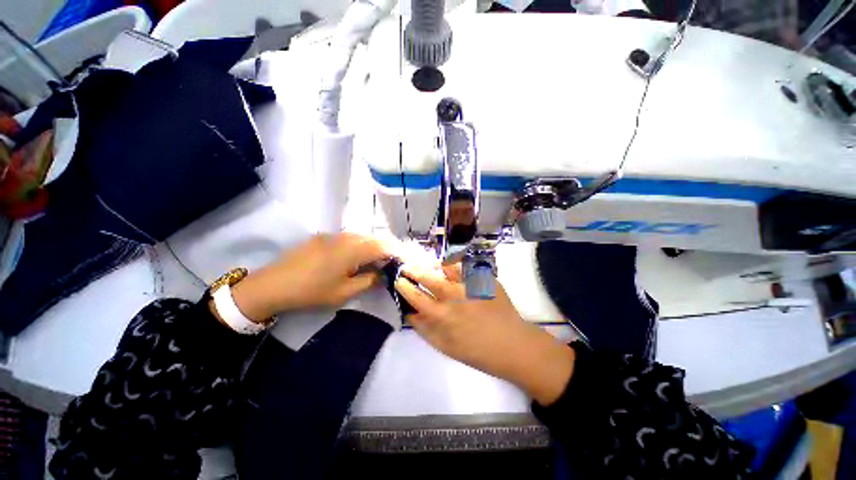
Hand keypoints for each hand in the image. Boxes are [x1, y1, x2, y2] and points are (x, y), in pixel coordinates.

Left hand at [229, 233, 392, 320]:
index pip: (384, 246)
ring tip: (378, 261)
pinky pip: (349, 238)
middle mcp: (347, 237)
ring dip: (373, 247)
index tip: (405, 261)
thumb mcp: (345, 292)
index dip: (398, 252)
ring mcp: (334, 235)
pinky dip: (360, 245)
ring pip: (362, 237)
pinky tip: (356, 257)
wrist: (273, 285)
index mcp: (354, 249)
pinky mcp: (324, 237)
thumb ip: (369, 281)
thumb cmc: (312, 291)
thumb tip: (383, 274)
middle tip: (393, 262)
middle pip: (375, 239)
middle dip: (387, 249)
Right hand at [395, 264, 574, 404]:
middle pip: (428, 277)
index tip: (400, 280)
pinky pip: (465, 267)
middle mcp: (453, 296)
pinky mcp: (484, 279)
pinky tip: (451, 268)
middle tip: (409, 268)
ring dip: (434, 265)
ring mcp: (469, 285)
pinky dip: (455, 266)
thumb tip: (410, 314)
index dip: (405, 286)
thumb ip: (425, 330)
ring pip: (445, 267)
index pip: (416, 296)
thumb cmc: (477, 351)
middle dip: (414, 270)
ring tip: (430, 265)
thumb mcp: (445, 347)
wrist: (512, 344)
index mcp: (441, 315)